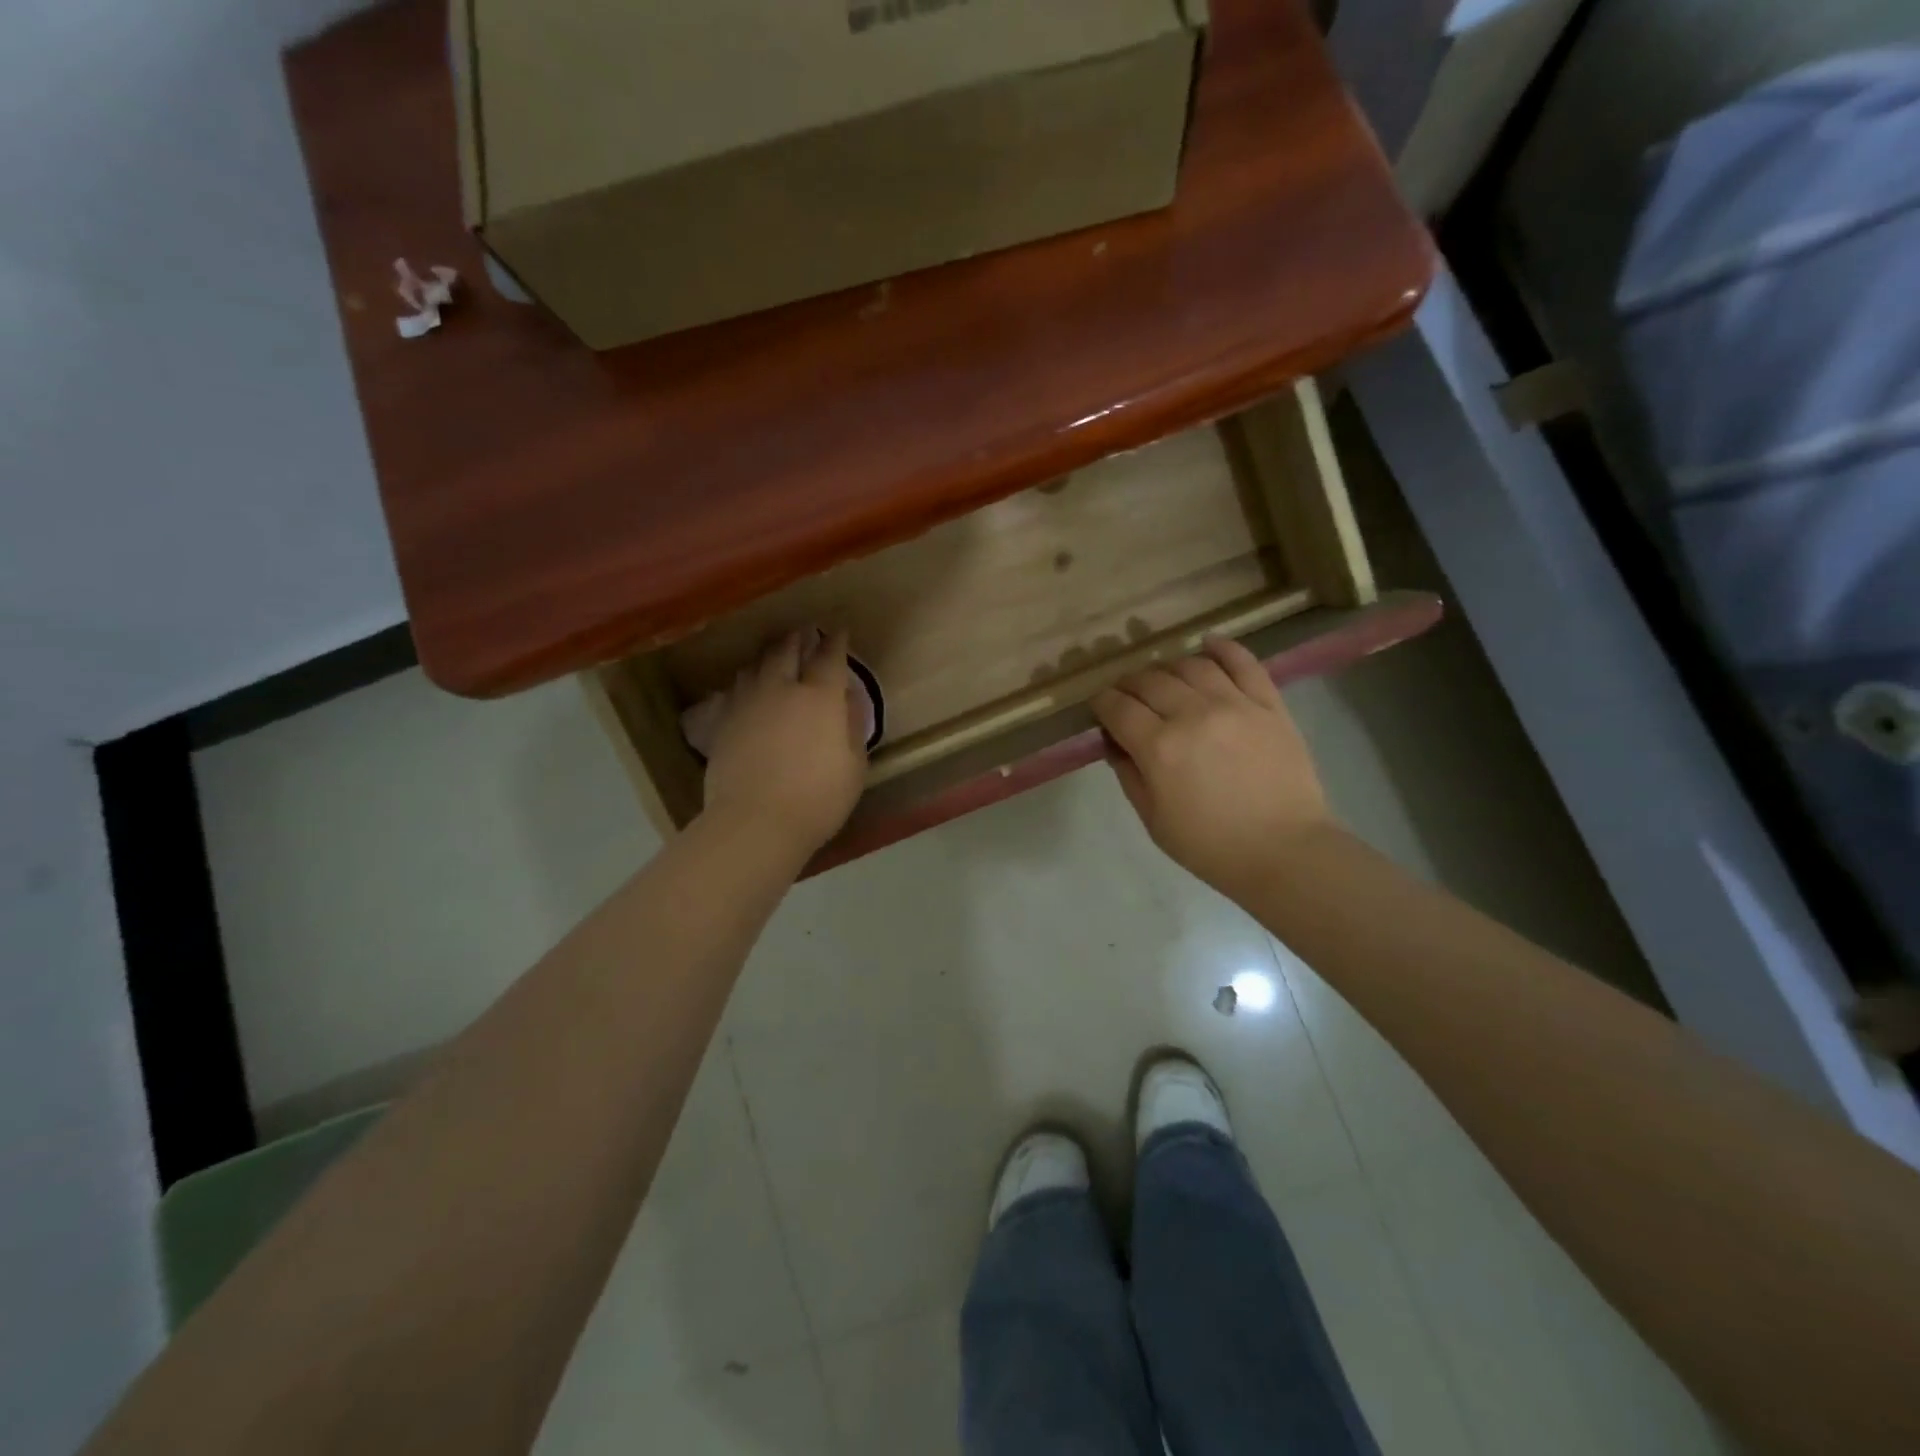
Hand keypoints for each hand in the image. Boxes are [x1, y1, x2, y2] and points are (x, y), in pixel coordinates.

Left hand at [701, 629, 868, 855]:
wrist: (755, 821)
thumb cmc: (818, 798)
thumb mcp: (855, 767)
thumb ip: (852, 729)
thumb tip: (847, 702)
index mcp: (819, 698)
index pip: (829, 658)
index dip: (835, 642)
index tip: (838, 631)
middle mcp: (781, 690)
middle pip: (786, 651)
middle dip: (797, 638)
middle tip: (802, 632)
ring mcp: (747, 704)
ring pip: (755, 666)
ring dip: (767, 656)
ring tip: (772, 655)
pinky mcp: (723, 723)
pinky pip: (734, 691)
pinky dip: (745, 683)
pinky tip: (745, 689)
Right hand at [1092, 637, 1337, 898]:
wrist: (1285, 851)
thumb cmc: (1211, 846)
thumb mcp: (1153, 820)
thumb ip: (1128, 774)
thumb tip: (1114, 742)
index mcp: (1159, 747)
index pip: (1118, 707)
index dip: (1102, 703)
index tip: (1099, 707)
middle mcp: (1193, 714)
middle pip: (1149, 680)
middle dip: (1129, 684)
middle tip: (1127, 696)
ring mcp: (1234, 704)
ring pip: (1189, 665)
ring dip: (1168, 668)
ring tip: (1165, 680)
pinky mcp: (1268, 704)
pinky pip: (1243, 662)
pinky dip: (1223, 648)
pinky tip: (1208, 644)